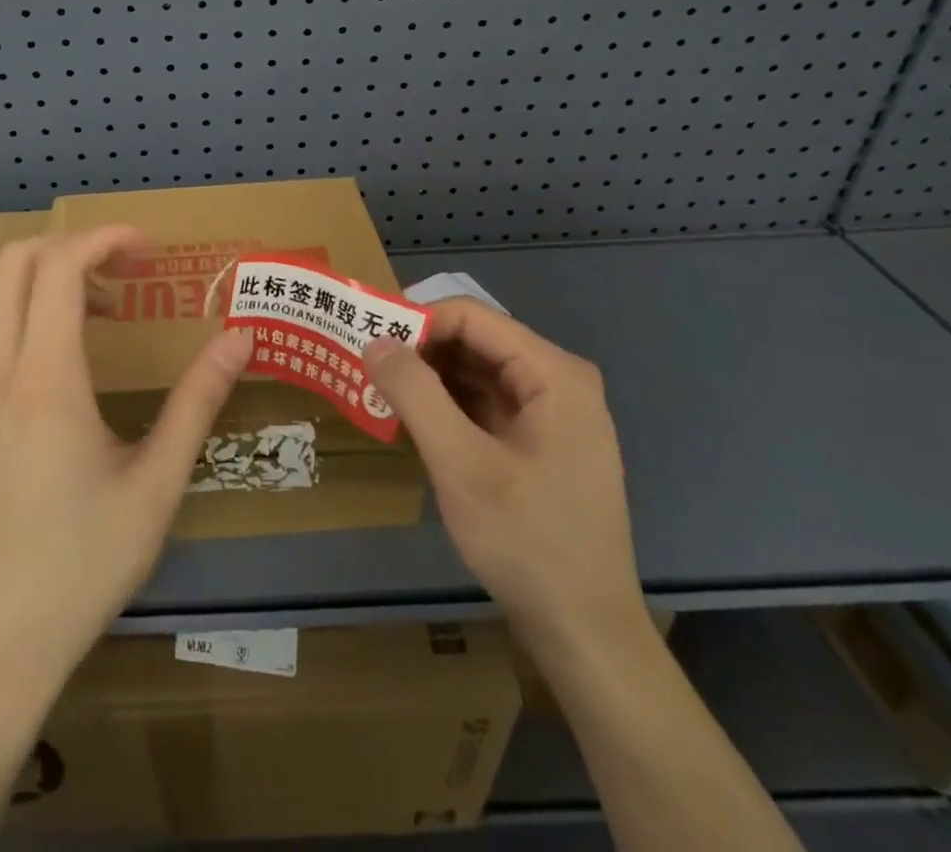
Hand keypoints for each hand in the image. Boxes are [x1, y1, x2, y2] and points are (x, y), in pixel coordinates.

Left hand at [0, 225, 252, 718]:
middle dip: (73, 245)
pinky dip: (33, 310)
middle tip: (129, 269)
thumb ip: (198, 402)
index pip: (58, 267)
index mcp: (44, 381)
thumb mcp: (157, 484)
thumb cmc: (85, 564)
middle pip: (14, 262)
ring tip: (110, 306)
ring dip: (50, 276)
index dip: (104, 239)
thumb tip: (240, 339)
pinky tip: (77, 354)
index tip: (150, 250)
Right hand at [362, 299, 643, 655]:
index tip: (366, 339)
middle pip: (474, 339)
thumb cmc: (527, 541)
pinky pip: (484, 402)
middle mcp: (558, 381)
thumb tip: (373, 339)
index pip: (470, 316)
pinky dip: (445, 404)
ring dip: (428, 376)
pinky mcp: (540, 441)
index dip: (415, 319)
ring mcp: (552, 413)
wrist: (585, 634)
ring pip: (476, 370)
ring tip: (378, 388)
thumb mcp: (461, 463)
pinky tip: (412, 419)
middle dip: (418, 347)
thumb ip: (415, 393)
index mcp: (554, 373)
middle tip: (364, 364)